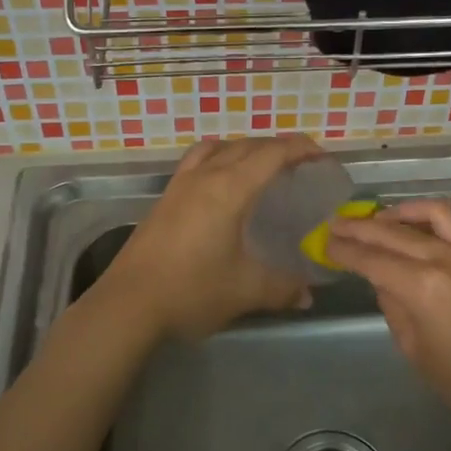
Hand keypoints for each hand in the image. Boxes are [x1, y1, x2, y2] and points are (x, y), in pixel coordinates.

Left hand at [101, 134, 324, 340]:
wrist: (128, 305)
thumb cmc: (192, 291)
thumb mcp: (245, 291)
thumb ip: (282, 288)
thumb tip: (307, 296)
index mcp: (229, 189)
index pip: (272, 153)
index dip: (301, 149)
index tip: (322, 157)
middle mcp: (205, 176)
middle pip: (247, 146)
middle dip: (278, 148)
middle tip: (301, 166)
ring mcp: (180, 185)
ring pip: (219, 149)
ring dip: (246, 150)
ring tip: (262, 169)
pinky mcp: (165, 199)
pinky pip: (197, 161)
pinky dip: (218, 159)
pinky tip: (222, 185)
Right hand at [325, 199, 450, 449]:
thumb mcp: (416, 350)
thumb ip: (393, 306)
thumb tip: (382, 279)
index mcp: (422, 288)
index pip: (372, 259)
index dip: (345, 251)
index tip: (325, 243)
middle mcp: (446, 259)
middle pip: (393, 232)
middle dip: (360, 227)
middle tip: (336, 224)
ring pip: (429, 214)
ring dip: (397, 212)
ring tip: (376, 218)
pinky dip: (429, 220)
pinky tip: (415, 228)